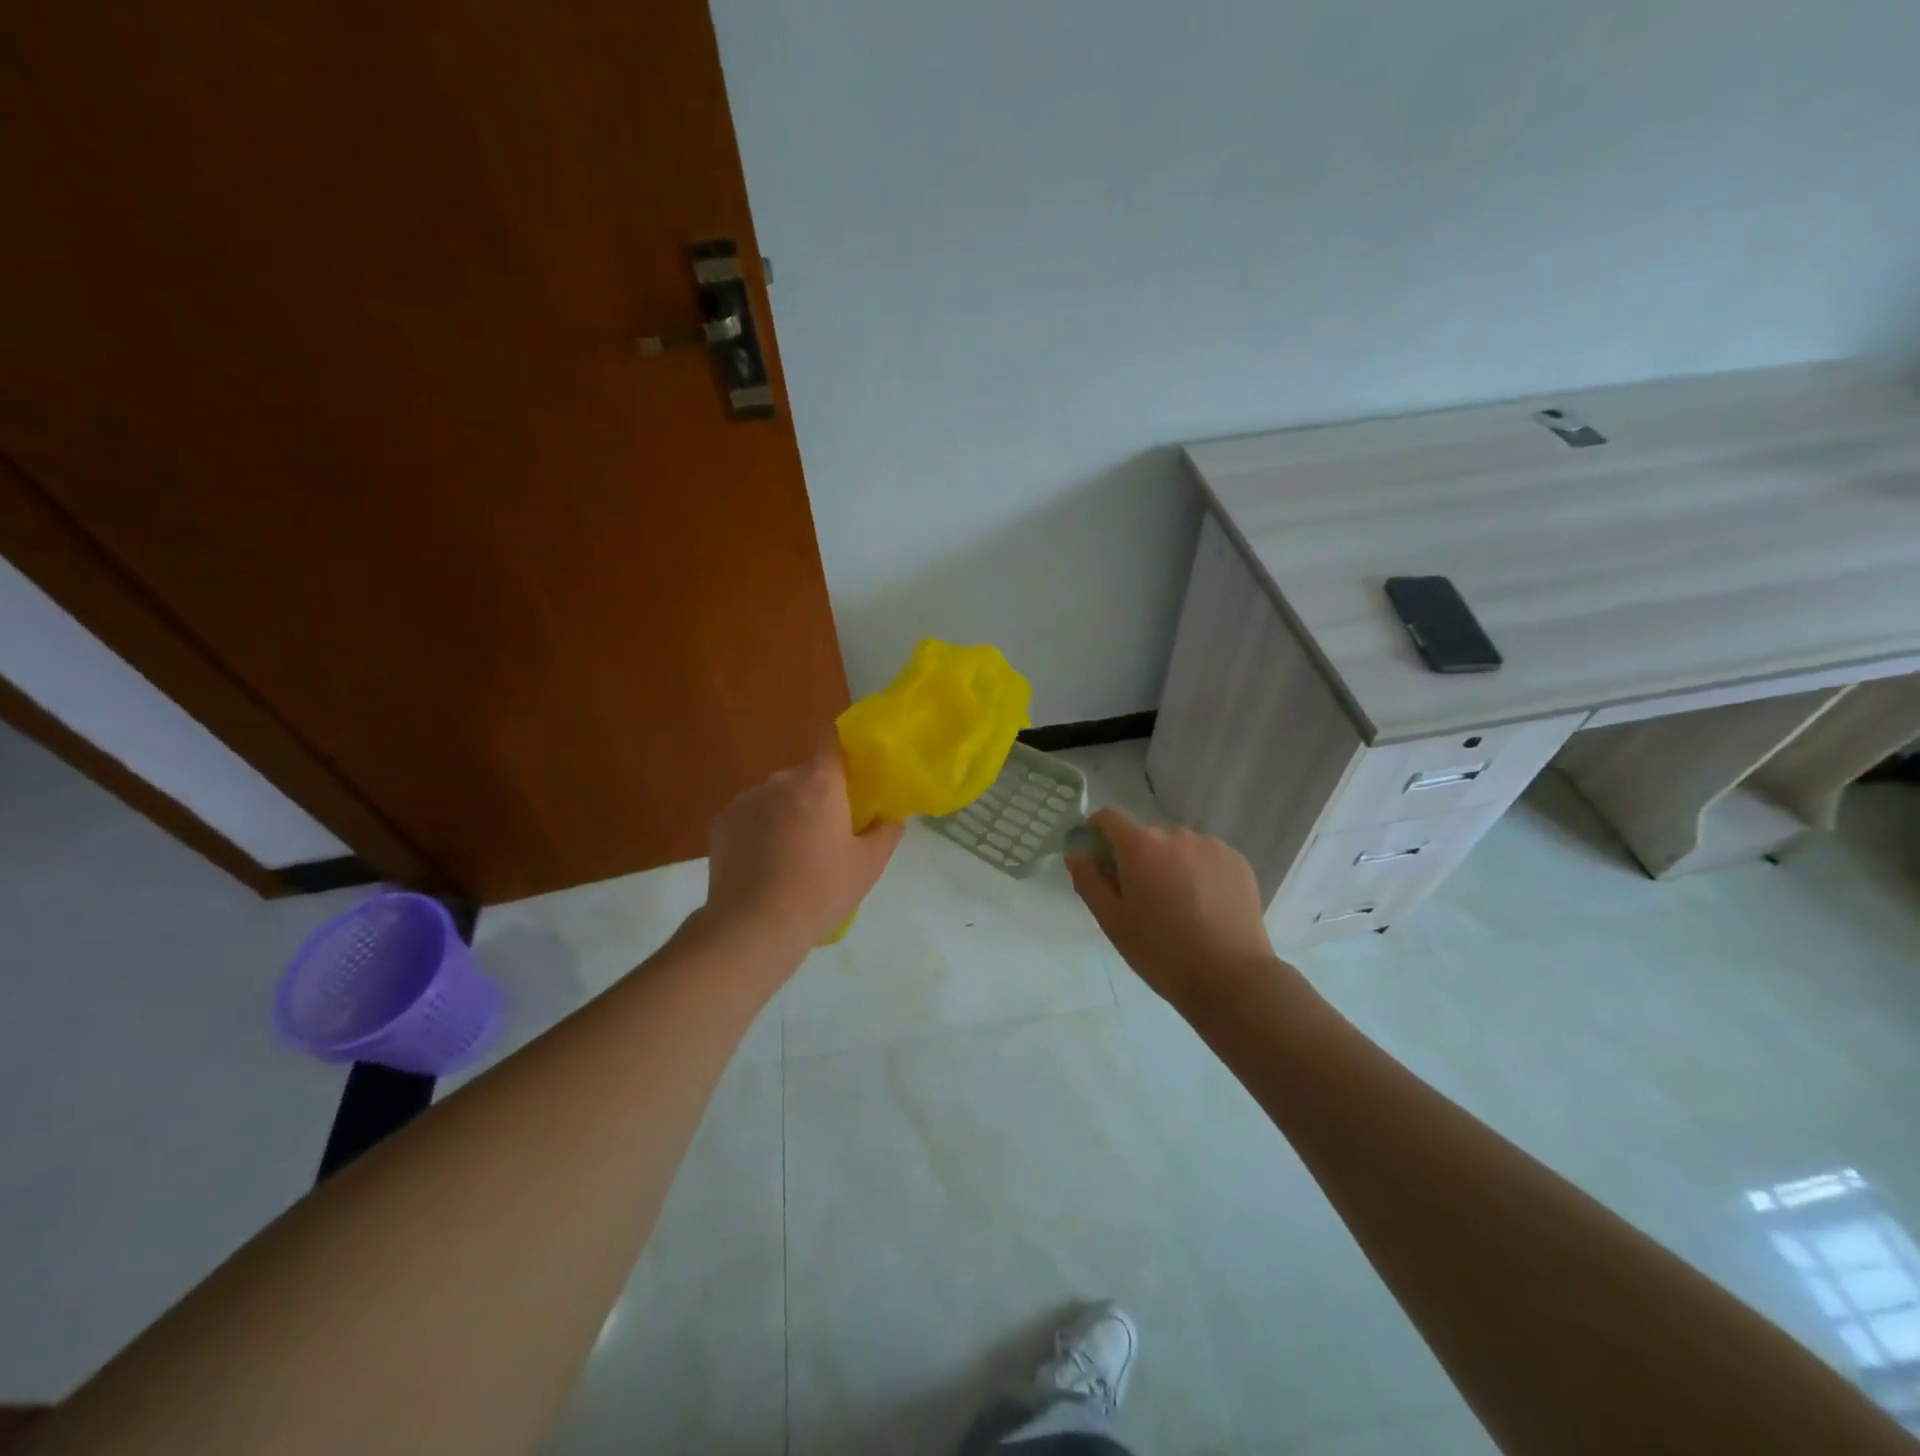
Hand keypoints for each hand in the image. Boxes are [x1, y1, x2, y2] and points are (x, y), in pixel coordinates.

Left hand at [706, 739, 904, 951]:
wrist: (752, 927)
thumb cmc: (820, 891)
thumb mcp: (869, 865)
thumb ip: (886, 831)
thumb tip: (888, 816)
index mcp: (820, 783)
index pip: (832, 741)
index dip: (844, 751)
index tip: (854, 774)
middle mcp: (780, 781)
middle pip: (806, 775)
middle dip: (819, 796)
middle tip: (829, 833)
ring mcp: (746, 800)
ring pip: (777, 796)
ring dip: (788, 813)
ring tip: (792, 856)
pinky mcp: (721, 822)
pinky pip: (752, 815)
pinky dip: (761, 830)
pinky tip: (765, 864)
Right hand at [1066, 806, 1281, 1007]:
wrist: (1231, 978)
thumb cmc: (1161, 951)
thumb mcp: (1111, 920)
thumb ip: (1087, 879)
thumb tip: (1077, 853)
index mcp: (1141, 844)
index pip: (1108, 817)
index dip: (1098, 834)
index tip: (1101, 863)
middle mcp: (1176, 833)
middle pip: (1144, 833)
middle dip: (1136, 856)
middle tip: (1141, 898)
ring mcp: (1211, 845)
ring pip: (1176, 846)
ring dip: (1169, 863)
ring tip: (1178, 905)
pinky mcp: (1237, 860)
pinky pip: (1205, 856)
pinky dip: (1197, 871)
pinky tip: (1204, 906)